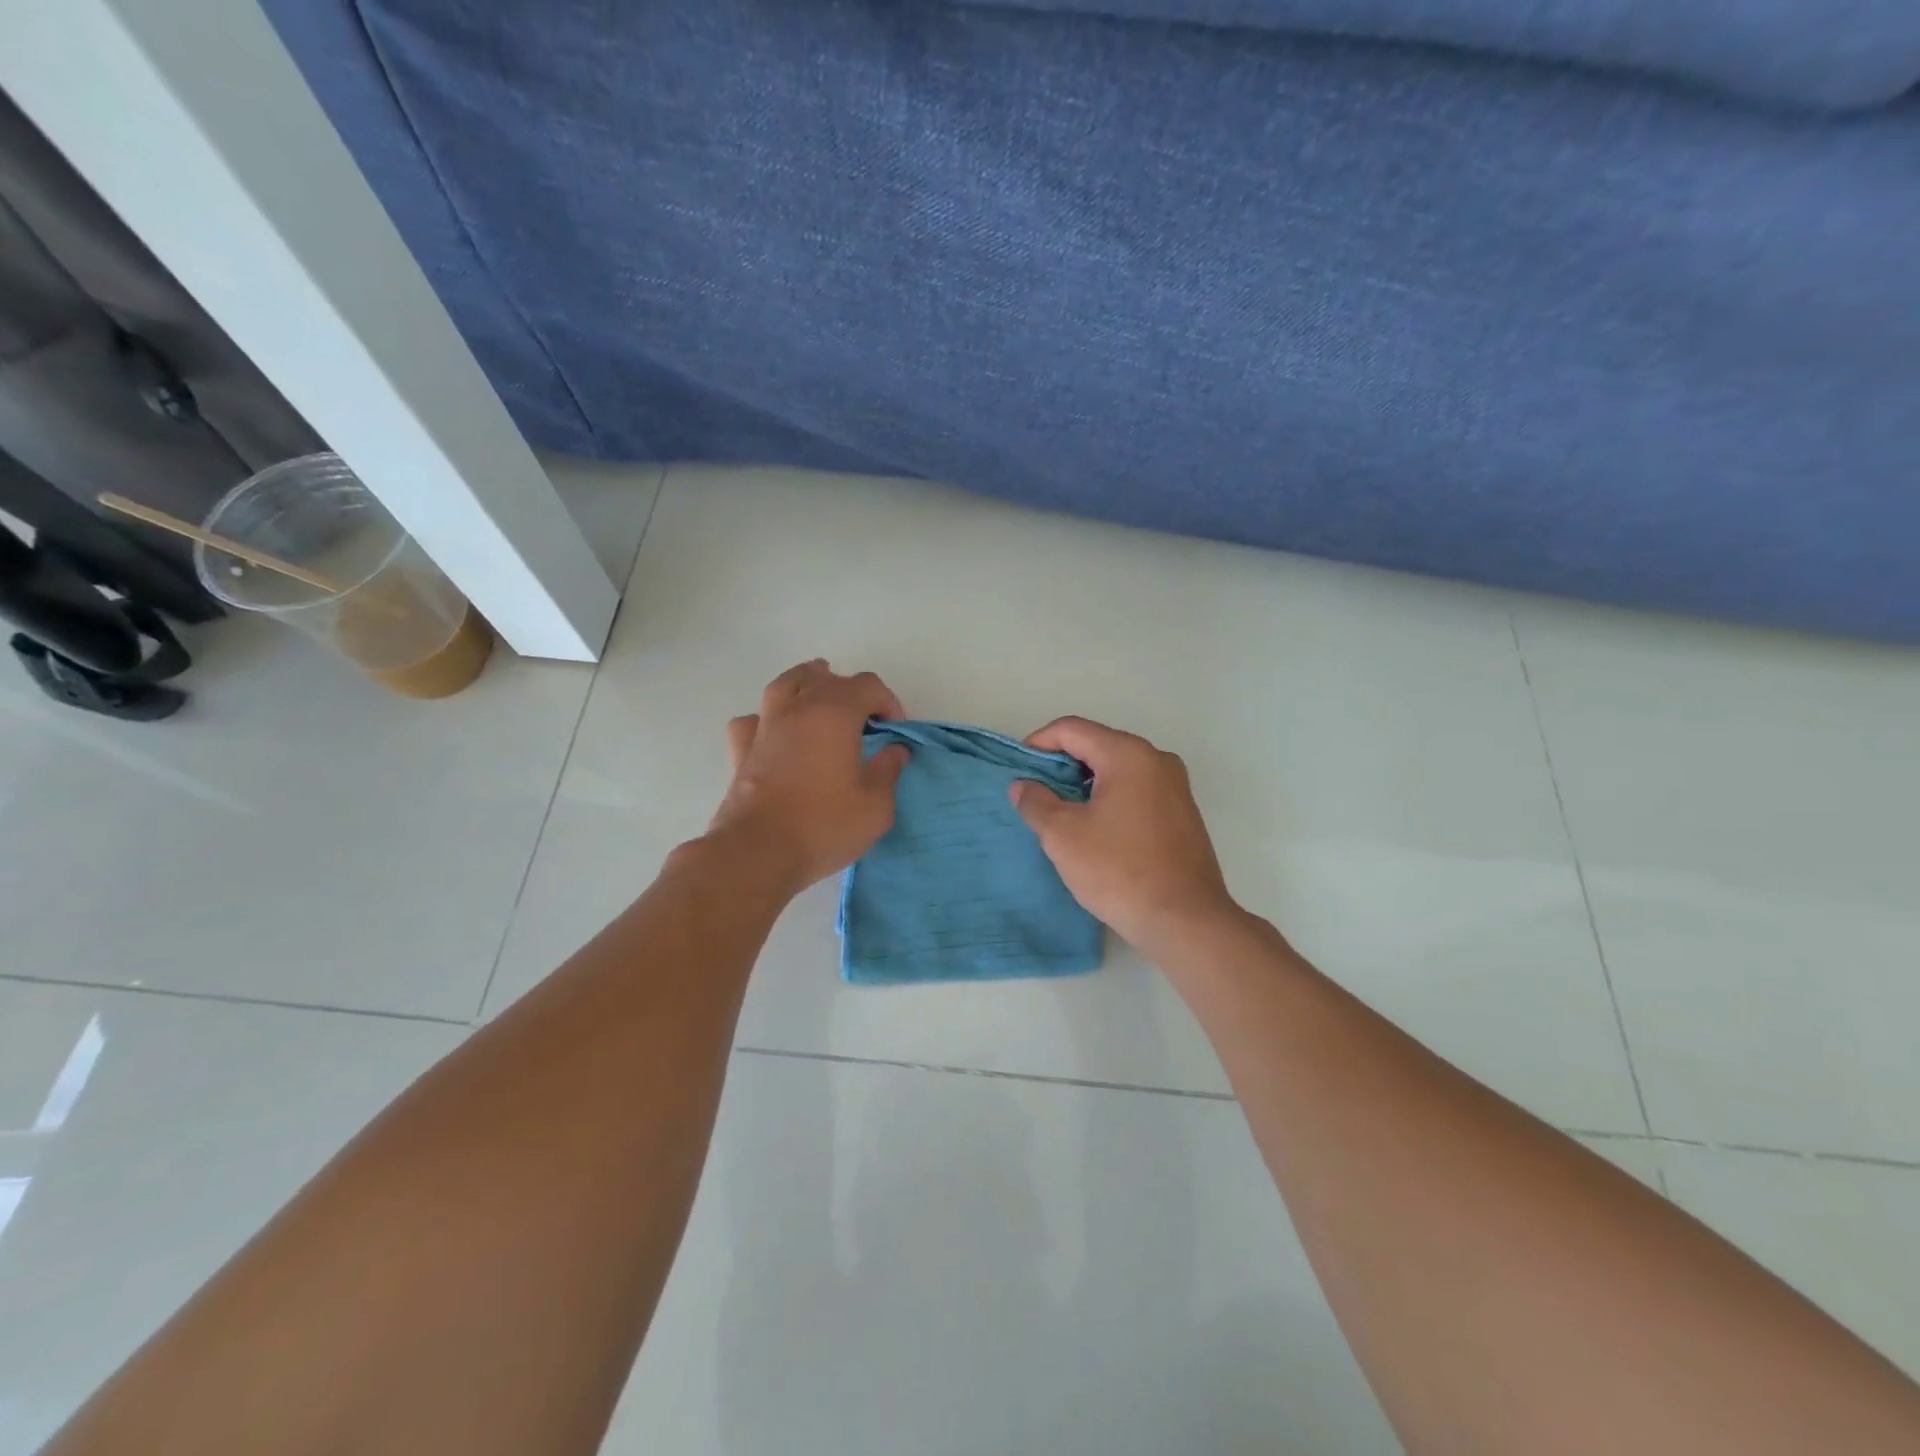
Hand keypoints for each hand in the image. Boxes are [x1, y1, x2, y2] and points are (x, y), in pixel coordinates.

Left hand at [707, 660, 910, 890]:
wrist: (758, 853)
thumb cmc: (824, 825)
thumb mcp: (876, 805)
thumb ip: (888, 771)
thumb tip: (895, 750)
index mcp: (835, 714)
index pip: (867, 686)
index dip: (888, 702)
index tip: (895, 731)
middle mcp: (797, 710)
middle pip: (825, 678)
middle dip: (850, 690)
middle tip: (863, 719)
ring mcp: (765, 727)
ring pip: (784, 685)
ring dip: (806, 684)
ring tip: (817, 694)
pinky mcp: (741, 751)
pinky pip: (753, 721)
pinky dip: (766, 720)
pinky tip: (773, 733)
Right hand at [1009, 716, 1239, 953]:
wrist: (1185, 921)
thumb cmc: (1118, 870)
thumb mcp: (1062, 835)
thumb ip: (1036, 802)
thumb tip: (1023, 785)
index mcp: (1128, 754)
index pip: (1072, 729)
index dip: (1038, 744)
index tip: (1019, 772)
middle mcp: (1157, 759)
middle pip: (1097, 744)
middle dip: (1061, 765)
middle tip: (1036, 795)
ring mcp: (1175, 786)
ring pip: (1117, 769)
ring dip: (1085, 784)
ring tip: (1062, 814)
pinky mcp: (1182, 813)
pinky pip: (1136, 790)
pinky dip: (1110, 798)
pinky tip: (1096, 830)